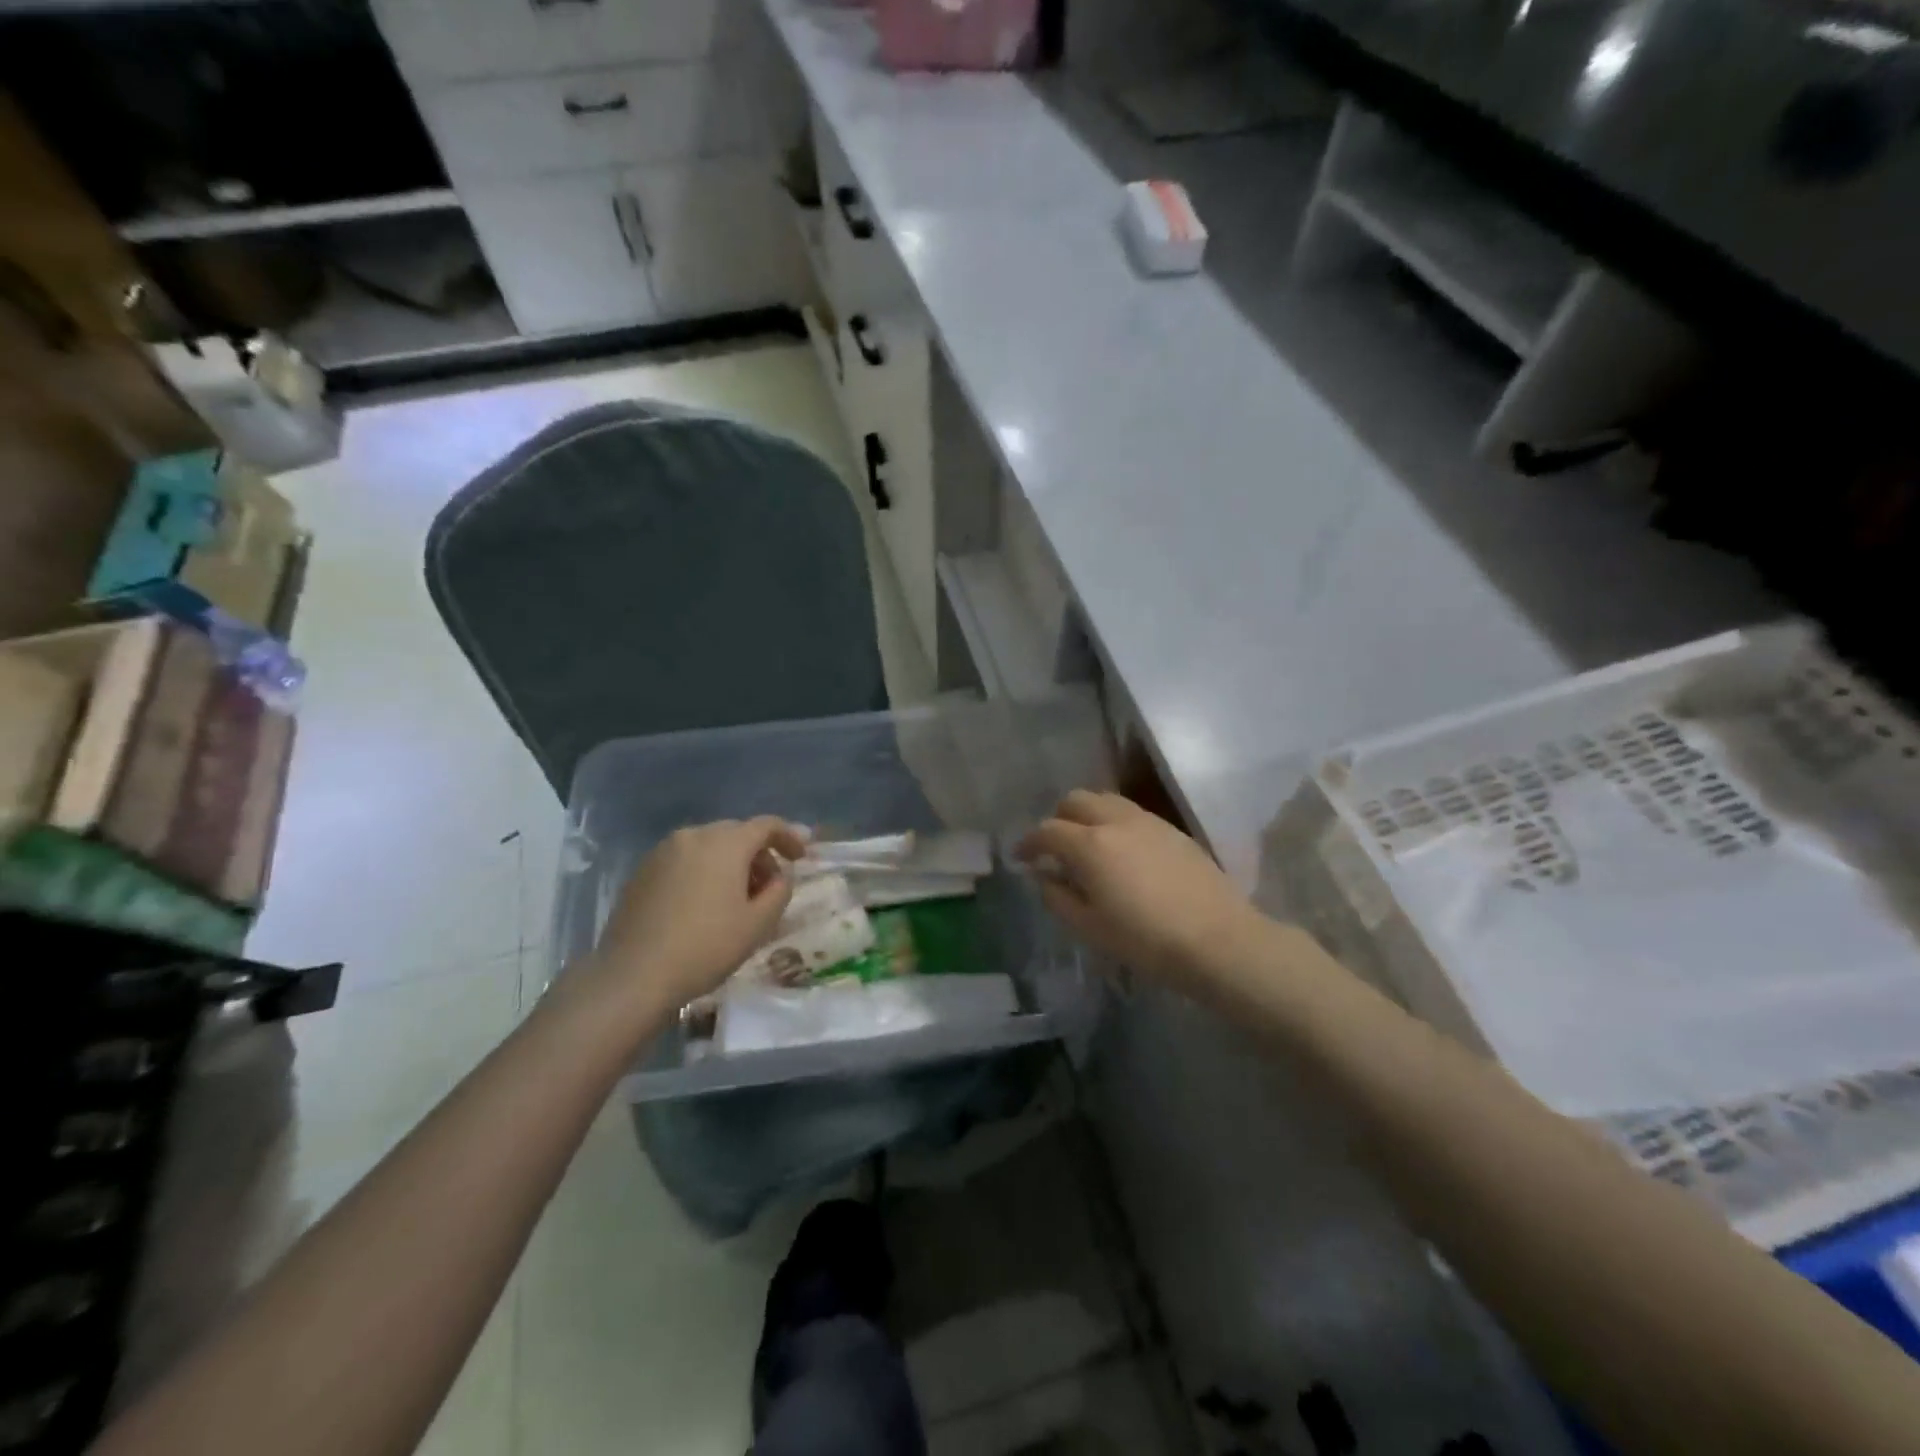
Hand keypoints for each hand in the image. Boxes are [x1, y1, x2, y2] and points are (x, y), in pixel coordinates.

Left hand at [586, 817, 807, 1015]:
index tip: (801, 858)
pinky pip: (684, 860)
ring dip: (729, 863)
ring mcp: (663, 851)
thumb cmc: (706, 947)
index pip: (766, 825)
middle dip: (758, 854)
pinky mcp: (642, 871)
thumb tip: (779, 876)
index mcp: (726, 843)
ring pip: (708, 846)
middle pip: (736, 833)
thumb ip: (780, 891)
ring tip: (734, 899)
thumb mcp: (758, 924)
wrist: (633, 975)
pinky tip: (702, 905)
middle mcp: (694, 835)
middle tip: (768, 887)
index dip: (789, 837)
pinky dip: (702, 871)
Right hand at [1016, 791, 1275, 992]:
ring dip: (1087, 815)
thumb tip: (1043, 875)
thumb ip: (1058, 896)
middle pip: (1076, 800)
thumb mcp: (1090, 927)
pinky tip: (1122, 852)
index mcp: (1090, 844)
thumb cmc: (1146, 941)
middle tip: (1054, 848)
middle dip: (1058, 819)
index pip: (1047, 831)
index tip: (1021, 858)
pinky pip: (1131, 813)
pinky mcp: (1172, 830)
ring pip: (1106, 800)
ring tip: (1088, 845)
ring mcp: (1148, 821)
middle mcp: (1115, 821)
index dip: (1028, 843)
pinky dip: (1114, 822)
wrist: (1218, 941)